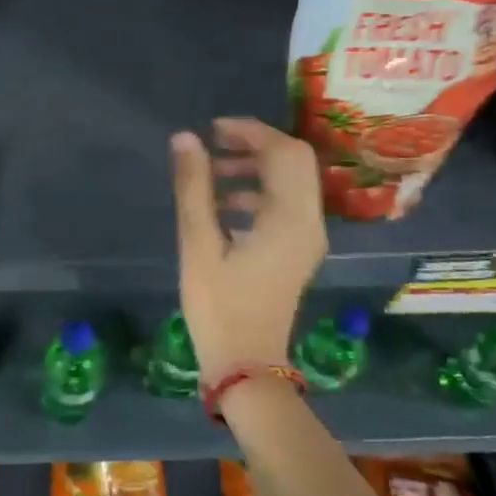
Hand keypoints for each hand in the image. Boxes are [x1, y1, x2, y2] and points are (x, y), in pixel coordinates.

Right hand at [171, 117, 327, 377]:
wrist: (247, 365)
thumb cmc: (220, 306)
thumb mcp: (198, 243)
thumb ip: (194, 187)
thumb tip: (186, 138)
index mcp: (290, 218)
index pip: (284, 152)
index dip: (250, 131)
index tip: (212, 129)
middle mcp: (309, 222)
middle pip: (294, 161)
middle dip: (255, 144)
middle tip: (214, 143)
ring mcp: (307, 237)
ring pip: (291, 181)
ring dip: (256, 167)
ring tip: (212, 171)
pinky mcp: (298, 250)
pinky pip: (286, 203)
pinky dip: (259, 191)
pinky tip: (223, 204)